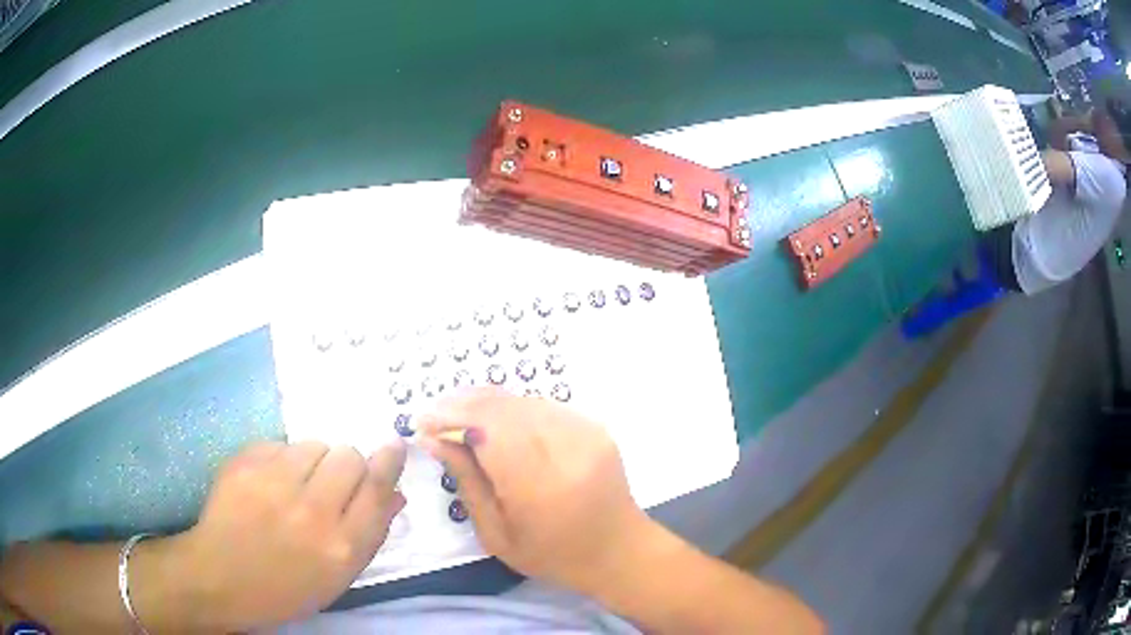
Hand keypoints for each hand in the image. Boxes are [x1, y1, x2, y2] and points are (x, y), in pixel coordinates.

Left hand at [156, 440, 406, 630]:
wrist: (220, 577)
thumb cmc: (285, 589)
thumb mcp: (336, 578)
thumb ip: (369, 536)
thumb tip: (395, 496)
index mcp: (341, 546)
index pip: (377, 487)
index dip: (388, 462)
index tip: (393, 447)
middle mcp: (313, 510)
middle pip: (348, 456)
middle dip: (346, 467)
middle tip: (329, 485)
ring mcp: (275, 482)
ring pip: (314, 445)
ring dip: (313, 461)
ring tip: (294, 486)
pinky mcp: (246, 463)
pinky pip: (280, 445)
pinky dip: (281, 460)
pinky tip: (267, 484)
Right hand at [419, 389, 653, 593]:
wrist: (618, 549)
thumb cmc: (552, 555)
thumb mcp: (497, 533)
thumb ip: (467, 482)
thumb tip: (434, 440)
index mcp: (540, 485)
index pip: (489, 431)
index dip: (451, 418)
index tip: (422, 421)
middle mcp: (566, 450)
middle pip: (505, 408)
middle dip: (463, 404)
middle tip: (435, 412)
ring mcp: (586, 433)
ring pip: (524, 400)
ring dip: (486, 401)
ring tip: (457, 411)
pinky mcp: (595, 427)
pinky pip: (544, 405)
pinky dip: (514, 407)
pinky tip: (494, 417)